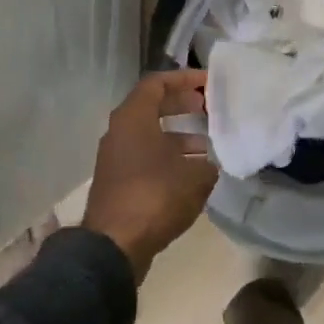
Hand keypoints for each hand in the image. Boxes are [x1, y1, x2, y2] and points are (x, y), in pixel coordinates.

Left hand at [84, 70, 217, 278]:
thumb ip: (206, 162)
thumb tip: (208, 163)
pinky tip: (193, 174)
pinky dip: (169, 158)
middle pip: (152, 107)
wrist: (115, 245)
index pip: (157, 83)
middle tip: (208, 107)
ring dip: (178, 136)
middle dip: (181, 105)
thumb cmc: (155, 196)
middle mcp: (119, 132)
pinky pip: (147, 158)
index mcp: (133, 118)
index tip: (208, 82)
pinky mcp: (118, 182)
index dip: (184, 79)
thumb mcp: (195, 176)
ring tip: (208, 146)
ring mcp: (116, 158)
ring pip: (150, 135)